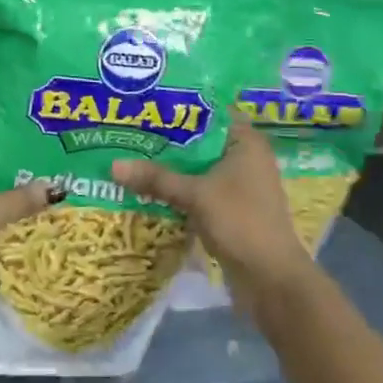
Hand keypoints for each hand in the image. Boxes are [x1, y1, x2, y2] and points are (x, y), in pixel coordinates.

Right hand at [112, 120, 315, 296]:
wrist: (270, 279)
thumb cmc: (240, 222)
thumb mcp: (195, 195)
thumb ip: (156, 178)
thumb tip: (113, 166)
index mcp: (246, 143)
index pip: (211, 112)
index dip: (180, 107)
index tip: (146, 103)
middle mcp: (245, 158)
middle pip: (200, 141)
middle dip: (167, 139)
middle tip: (129, 129)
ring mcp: (238, 186)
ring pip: (197, 168)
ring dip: (170, 167)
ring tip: (131, 154)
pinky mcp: (229, 210)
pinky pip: (198, 190)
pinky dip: (177, 189)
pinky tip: (147, 187)